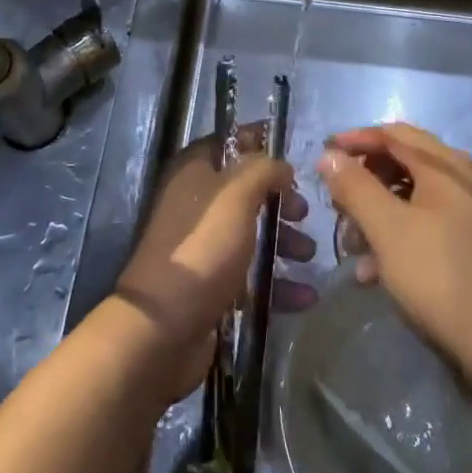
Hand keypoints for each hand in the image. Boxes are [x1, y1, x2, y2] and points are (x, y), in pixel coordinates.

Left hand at [116, 124, 316, 399]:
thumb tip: (281, 166)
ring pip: (251, 235)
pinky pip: (251, 277)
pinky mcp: (212, 286)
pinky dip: (278, 284)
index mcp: (193, 173)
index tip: (294, 160)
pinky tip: (305, 297)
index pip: (228, 145)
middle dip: (280, 203)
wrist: (163, 327)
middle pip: (245, 193)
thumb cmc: (202, 247)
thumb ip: (262, 170)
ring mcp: (203, 247)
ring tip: (309, 258)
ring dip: (284, 243)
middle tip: (304, 215)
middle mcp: (195, 205)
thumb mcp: (236, 195)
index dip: (260, 147)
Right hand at [320, 122, 471, 394]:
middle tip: (336, 201)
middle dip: (365, 179)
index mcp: (448, 167)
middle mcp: (467, 180)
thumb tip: (329, 155)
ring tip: (352, 243)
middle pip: (405, 162)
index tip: (323, 156)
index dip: (355, 140)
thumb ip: (355, 187)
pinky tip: (376, 270)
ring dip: (379, 211)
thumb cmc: (438, 278)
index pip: (393, 135)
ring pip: (415, 196)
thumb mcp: (387, 230)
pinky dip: (400, 234)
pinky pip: (430, 223)